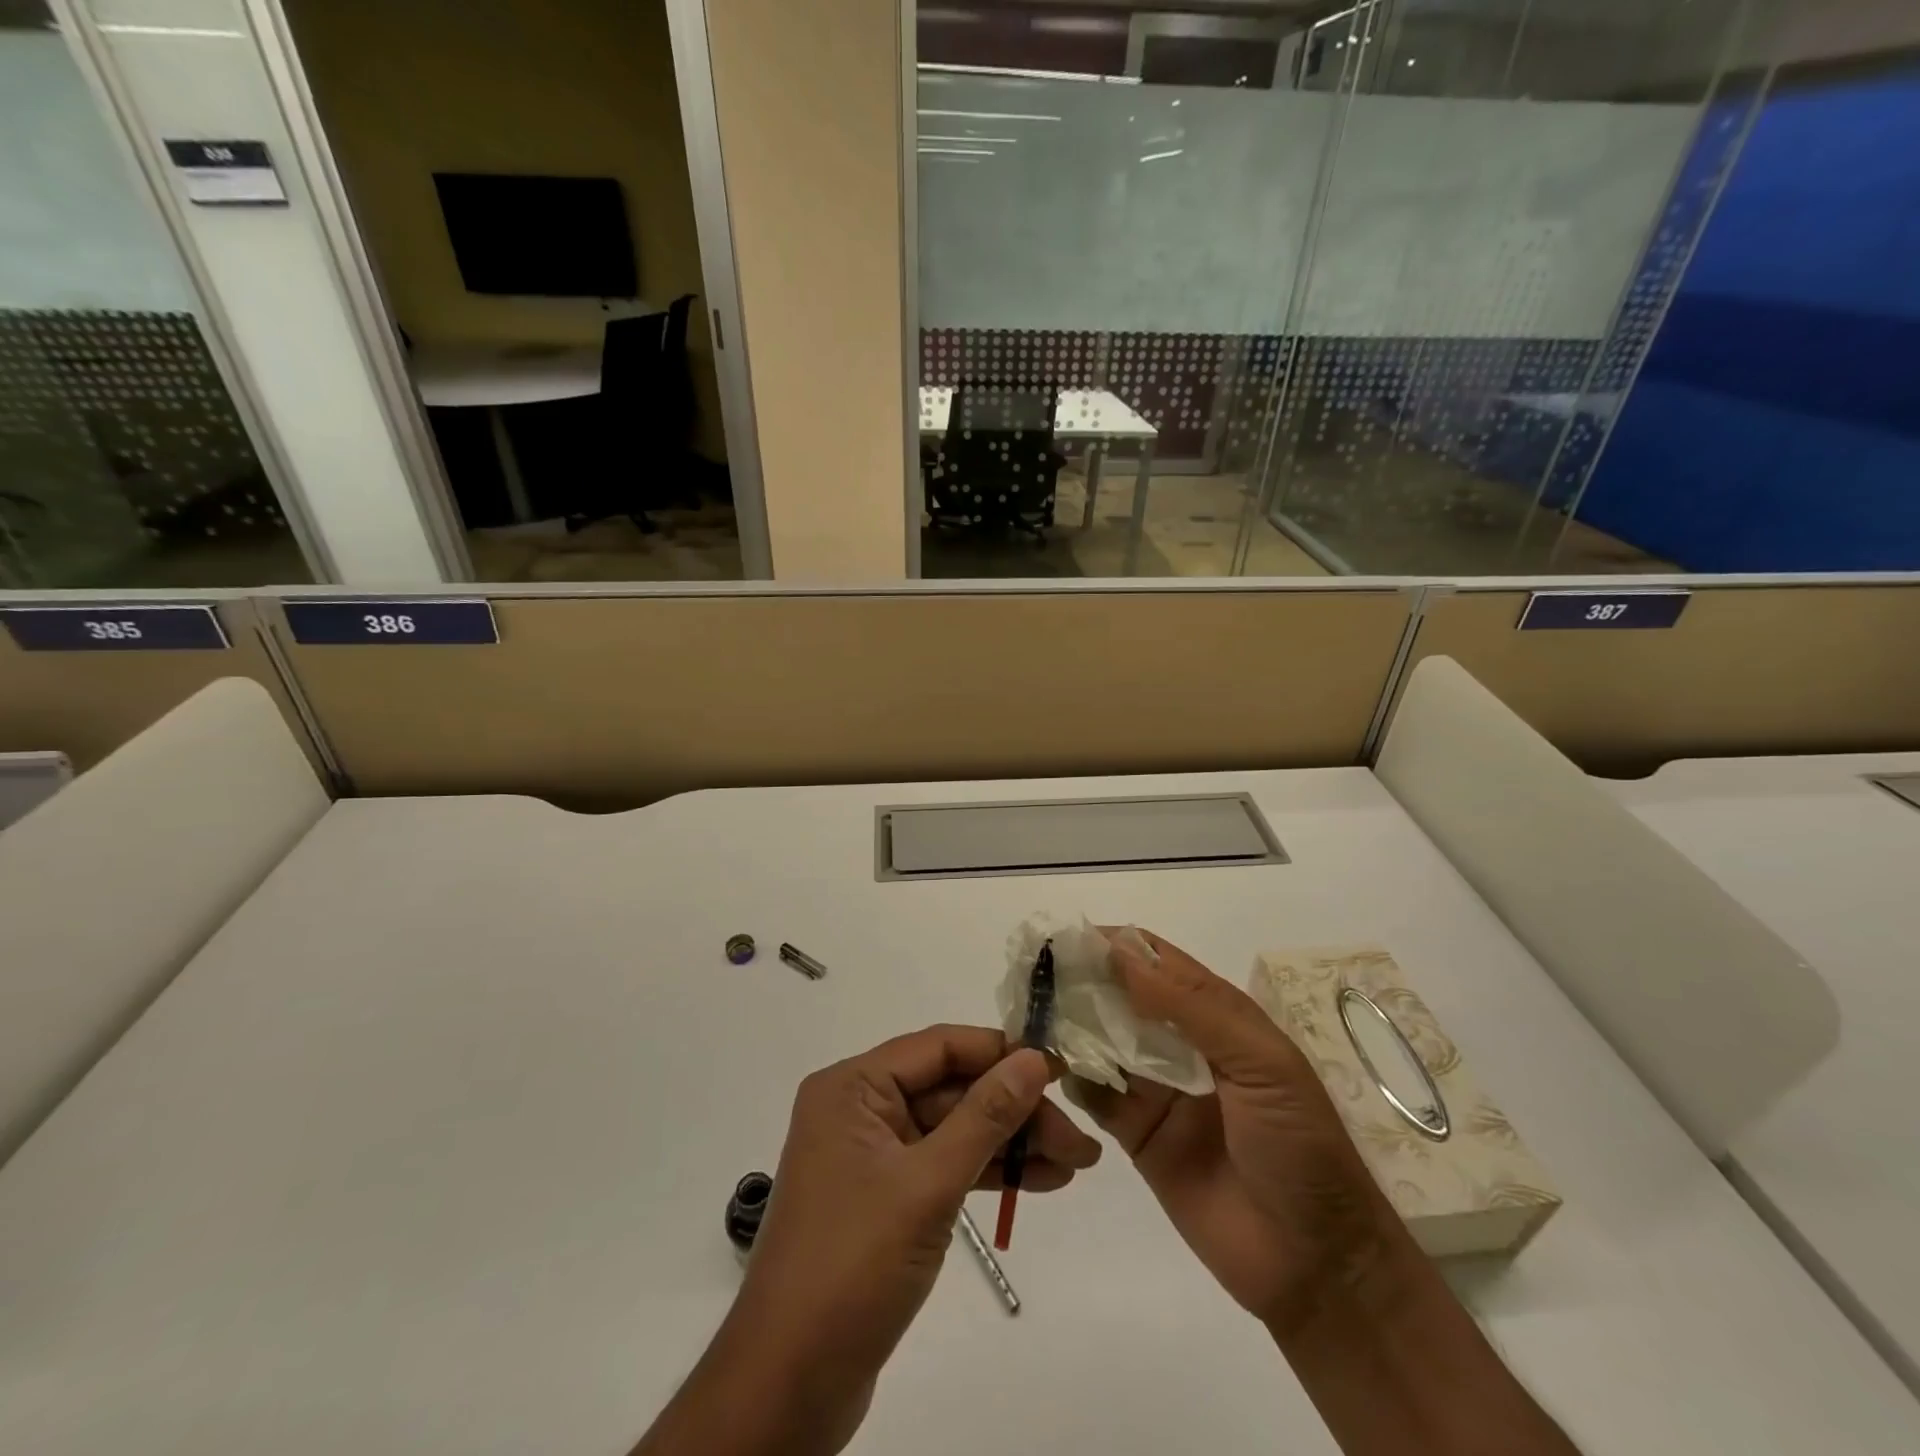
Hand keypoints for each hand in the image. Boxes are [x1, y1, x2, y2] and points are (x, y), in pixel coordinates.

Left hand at [640, 1025, 1099, 1455]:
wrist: (789, 1385)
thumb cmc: (853, 1265)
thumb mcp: (927, 1184)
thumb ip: (984, 1117)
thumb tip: (1033, 1059)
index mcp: (854, 1086)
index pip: (939, 1048)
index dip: (1001, 1053)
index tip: (1060, 1068)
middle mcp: (860, 1108)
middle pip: (952, 1090)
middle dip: (1016, 1111)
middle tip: (1079, 1139)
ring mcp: (873, 1155)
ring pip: (954, 1130)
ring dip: (1012, 1144)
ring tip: (1076, 1163)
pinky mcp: (886, 1198)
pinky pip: (944, 1166)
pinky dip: (988, 1173)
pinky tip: (1041, 1182)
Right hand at [1070, 931, 1401, 1334]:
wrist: (1315, 1265)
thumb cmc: (1298, 1147)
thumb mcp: (1260, 1063)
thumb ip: (1191, 1008)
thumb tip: (1121, 954)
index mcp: (1218, 1017)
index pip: (1159, 963)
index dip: (1116, 946)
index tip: (1067, 938)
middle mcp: (1182, 1044)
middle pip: (1123, 999)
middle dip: (1084, 983)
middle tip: (1034, 975)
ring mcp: (1157, 1089)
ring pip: (1104, 1043)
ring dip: (1071, 1027)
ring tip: (1030, 1015)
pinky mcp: (1137, 1134)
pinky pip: (1097, 1096)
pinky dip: (1072, 1079)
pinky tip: (1045, 1069)